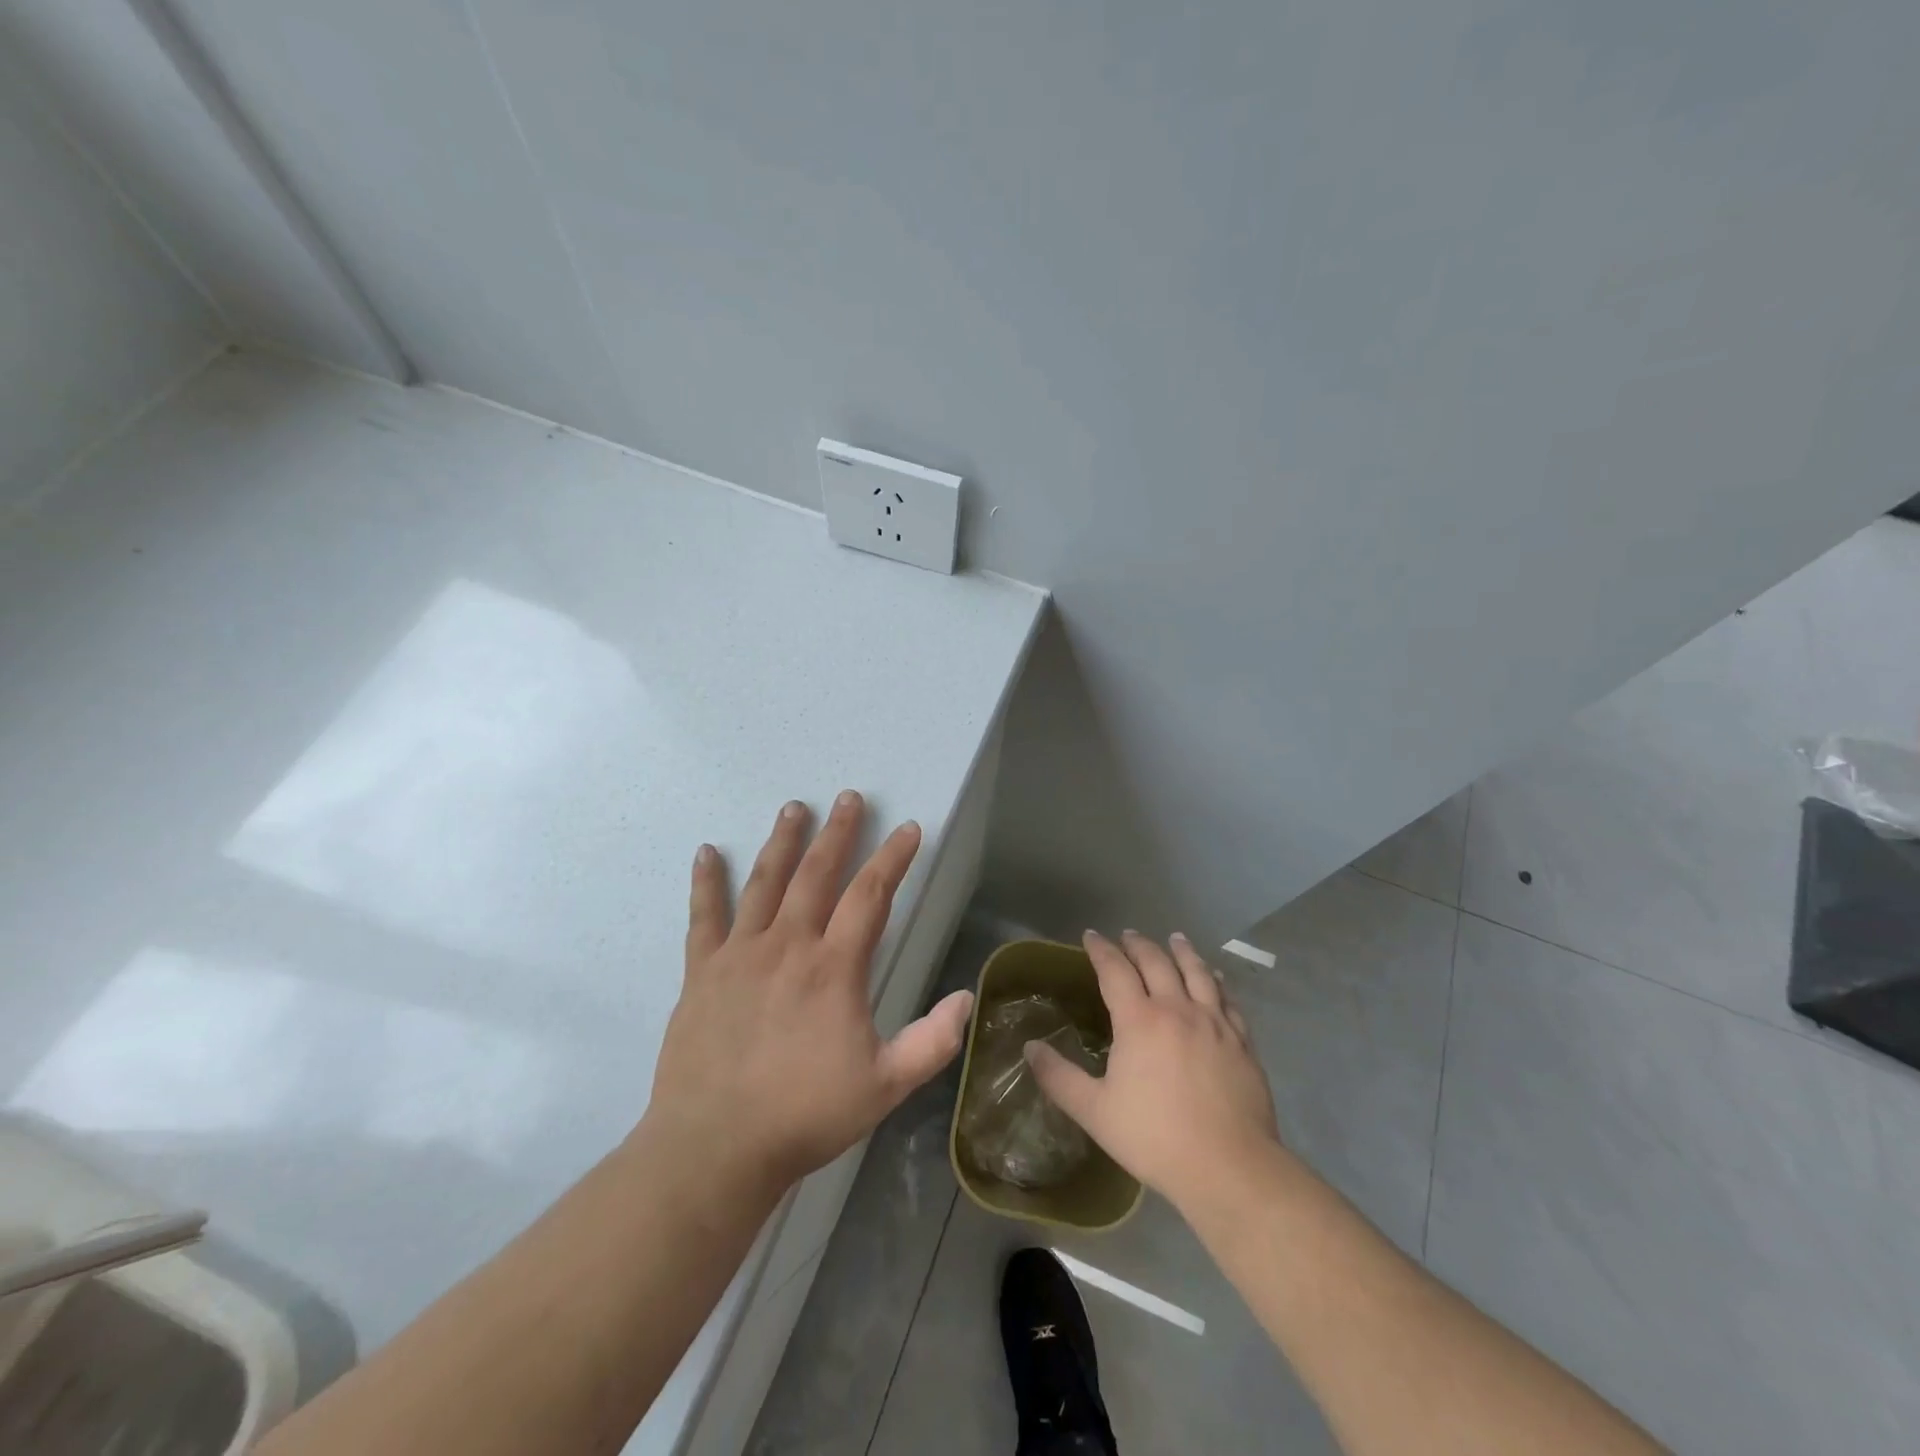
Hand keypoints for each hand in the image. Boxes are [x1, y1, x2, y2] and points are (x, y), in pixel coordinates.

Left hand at [640, 792, 973, 1195]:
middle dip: (838, 832)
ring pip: (765, 882)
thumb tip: (967, 999)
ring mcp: (740, 954)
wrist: (715, 1148)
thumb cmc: (805, 1115)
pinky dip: (706, 882)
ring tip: (793, 808)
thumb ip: (932, 1042)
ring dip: (782, 842)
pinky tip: (705, 852)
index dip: (893, 859)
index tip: (908, 829)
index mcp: (834, 968)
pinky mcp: (703, 972)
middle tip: (848, 797)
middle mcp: (788, 945)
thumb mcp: (885, 1086)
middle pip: (817, 873)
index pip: (871, 896)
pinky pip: (704, 916)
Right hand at [1026, 930, 1280, 1212]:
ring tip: (1175, 938)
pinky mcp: (1241, 1041)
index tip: (1090, 936)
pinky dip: (1217, 982)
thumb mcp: (1094, 1111)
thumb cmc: (1155, 1138)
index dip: (1101, 949)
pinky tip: (1216, 978)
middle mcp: (1177, 1009)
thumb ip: (1059, 1077)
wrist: (1229, 1167)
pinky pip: (1228, 999)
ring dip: (1182, 951)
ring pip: (1197, 972)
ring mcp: (1214, 1023)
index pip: (1115, 970)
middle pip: (1156, 962)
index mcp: (1139, 1020)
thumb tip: (1030, 1048)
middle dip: (1138, 945)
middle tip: (1128, 935)